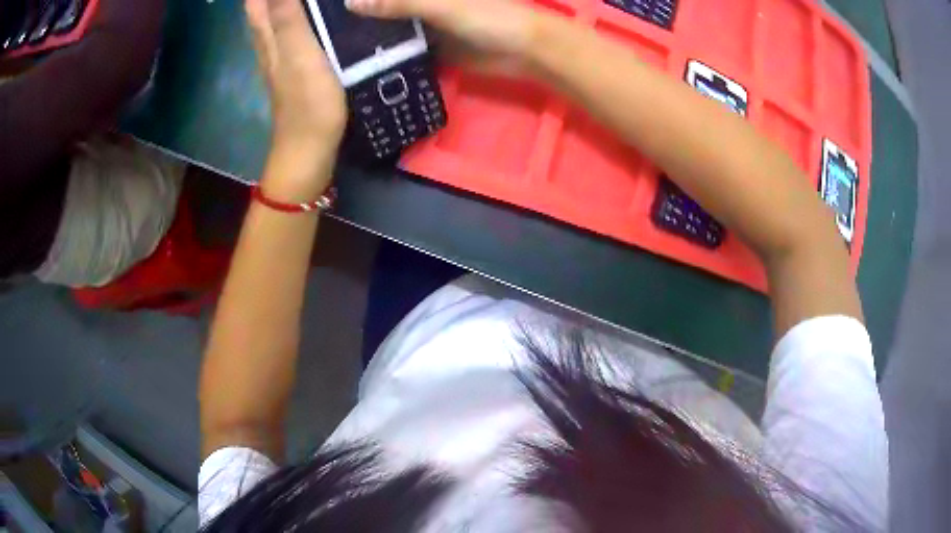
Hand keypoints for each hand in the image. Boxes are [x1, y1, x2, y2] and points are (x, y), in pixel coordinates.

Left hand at [246, 0, 346, 152]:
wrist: (309, 150)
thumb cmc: (307, 103)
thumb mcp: (298, 55)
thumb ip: (287, 19)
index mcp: (268, 37)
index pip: (256, 1)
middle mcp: (269, 44)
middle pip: (261, 8)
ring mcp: (282, 57)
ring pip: (275, 19)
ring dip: (281, 2)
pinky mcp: (297, 66)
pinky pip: (292, 31)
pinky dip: (297, 15)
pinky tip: (314, 12)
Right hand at [346, 0, 542, 71]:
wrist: (524, 51)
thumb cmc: (489, 16)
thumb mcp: (441, 5)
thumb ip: (399, 2)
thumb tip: (351, 3)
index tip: (327, 2)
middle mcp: (422, 1)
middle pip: (386, 4)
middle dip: (360, 11)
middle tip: (324, 26)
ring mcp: (426, 21)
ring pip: (391, 24)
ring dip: (368, 32)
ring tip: (330, 43)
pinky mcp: (431, 44)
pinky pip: (403, 45)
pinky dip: (385, 50)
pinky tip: (358, 59)